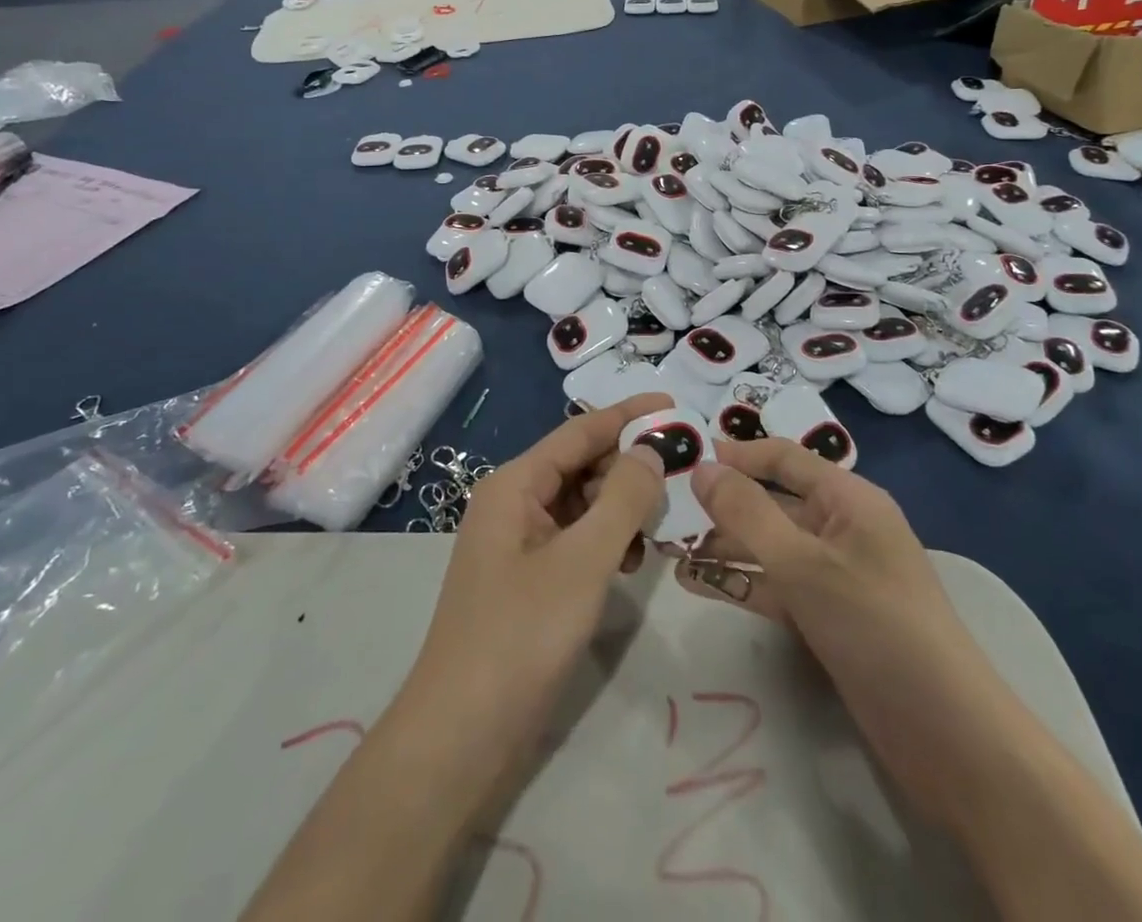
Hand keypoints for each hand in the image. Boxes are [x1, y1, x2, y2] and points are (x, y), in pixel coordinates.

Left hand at [393, 393, 673, 782]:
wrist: (461, 735)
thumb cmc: (521, 635)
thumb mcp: (583, 561)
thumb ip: (623, 499)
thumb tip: (651, 450)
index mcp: (516, 484)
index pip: (580, 430)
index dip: (629, 416)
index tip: (675, 405)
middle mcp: (514, 502)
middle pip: (581, 464)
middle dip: (629, 467)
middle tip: (680, 480)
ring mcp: (519, 541)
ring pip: (582, 503)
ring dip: (621, 508)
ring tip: (660, 526)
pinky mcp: (528, 577)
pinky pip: (575, 538)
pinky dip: (606, 541)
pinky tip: (632, 563)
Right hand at [672, 440, 972, 707]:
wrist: (949, 738)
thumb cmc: (877, 625)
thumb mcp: (804, 563)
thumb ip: (748, 513)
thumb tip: (701, 467)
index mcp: (849, 499)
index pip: (784, 458)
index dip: (737, 455)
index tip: (686, 459)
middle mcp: (842, 528)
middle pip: (774, 503)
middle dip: (724, 506)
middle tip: (668, 511)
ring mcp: (836, 576)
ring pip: (770, 547)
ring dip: (725, 547)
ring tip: (671, 551)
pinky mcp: (829, 618)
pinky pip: (777, 586)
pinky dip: (741, 583)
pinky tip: (696, 585)